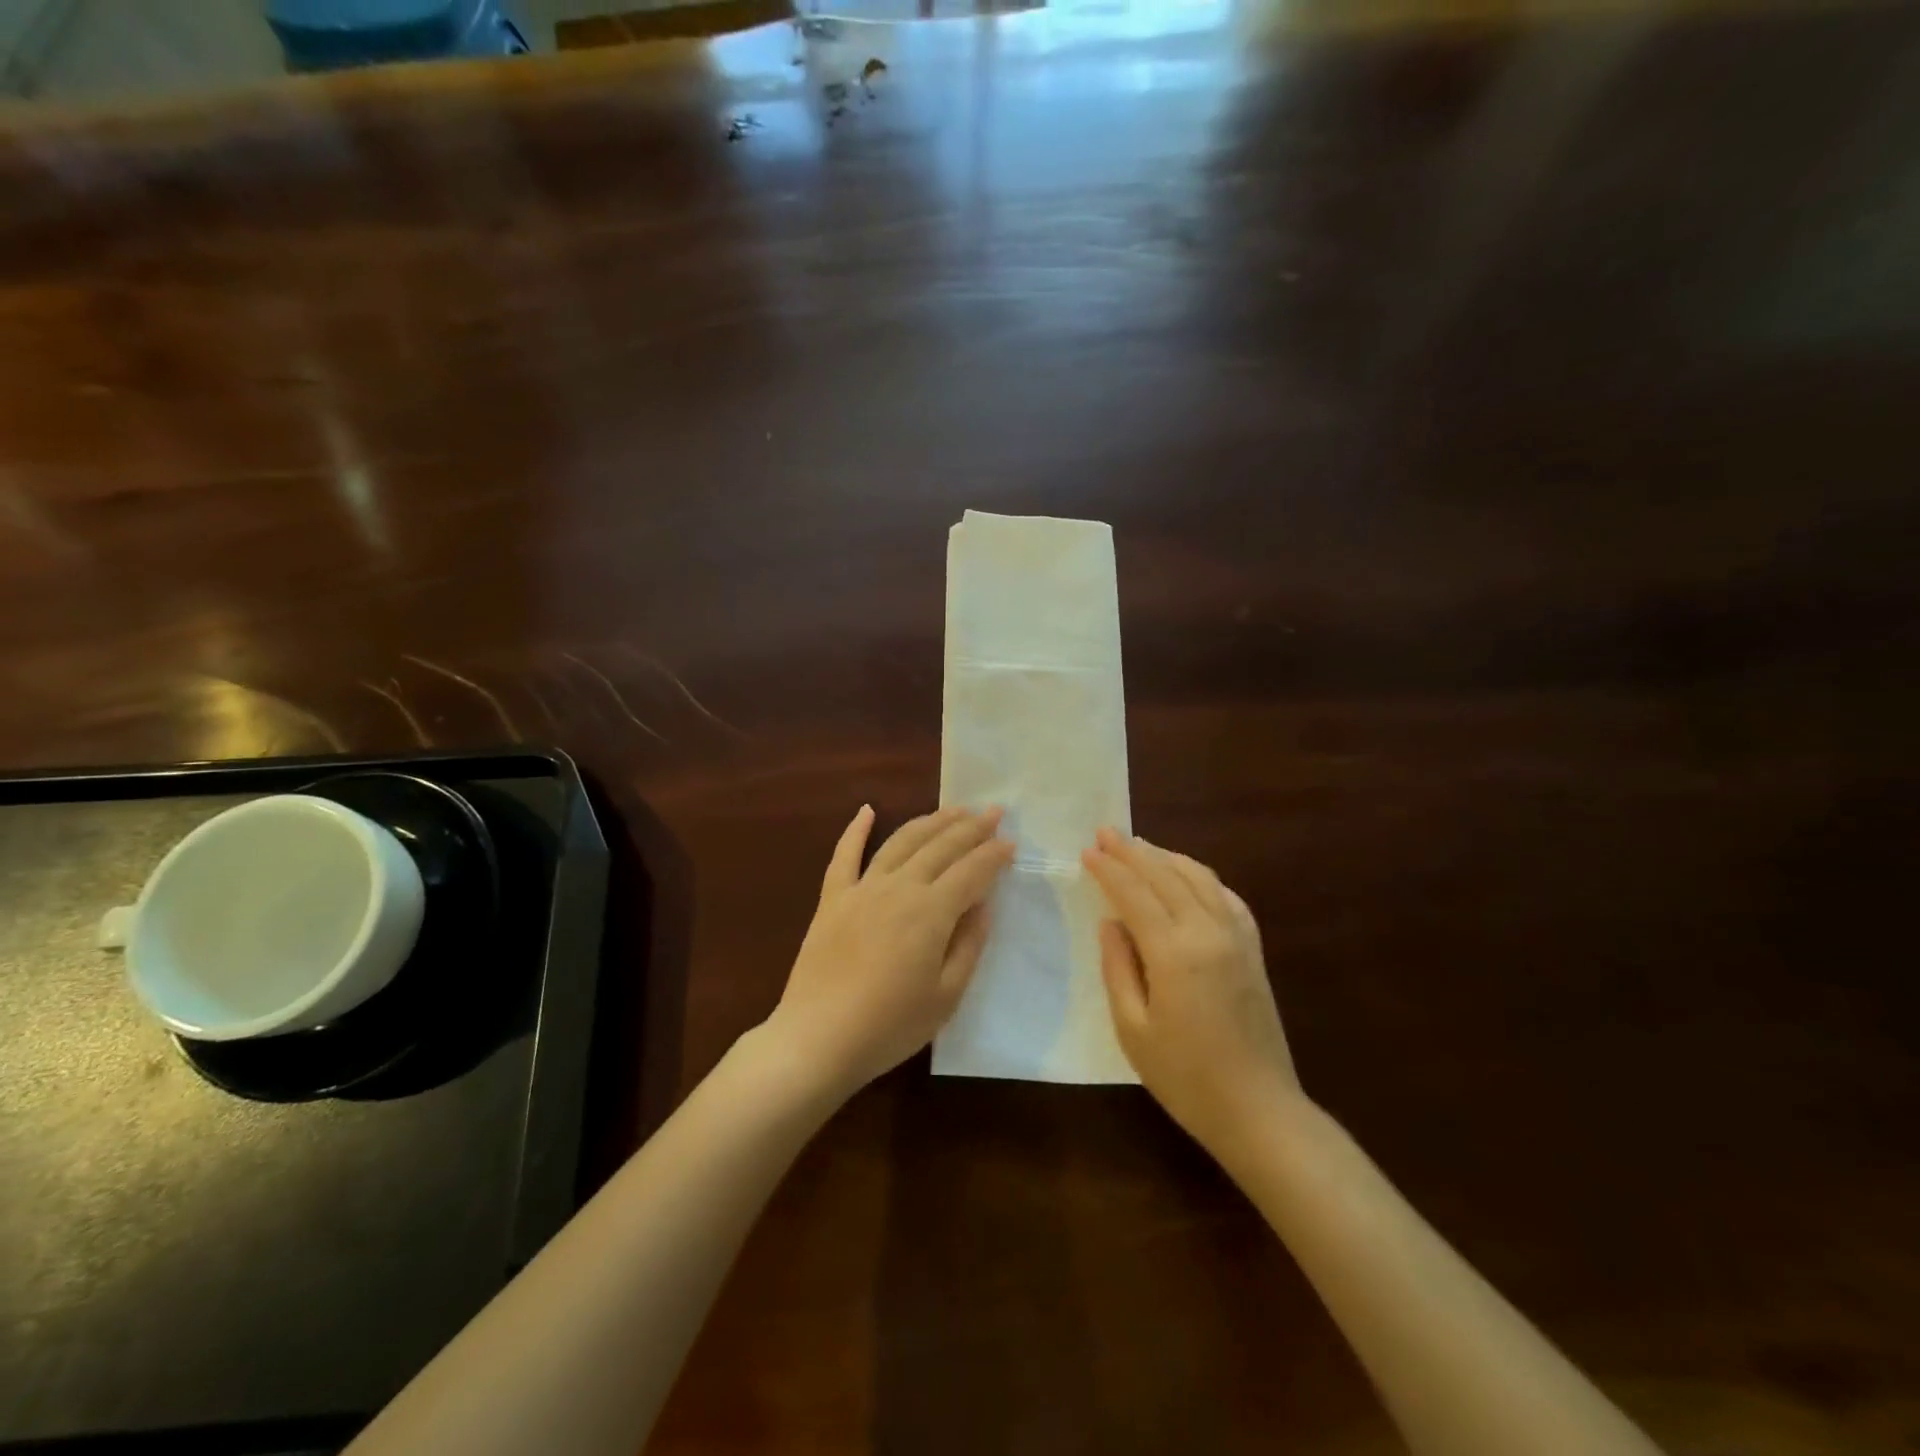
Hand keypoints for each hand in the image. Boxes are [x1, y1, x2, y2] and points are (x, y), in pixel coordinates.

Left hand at [768, 804, 1014, 1098]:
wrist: (817, 1039)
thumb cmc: (890, 1026)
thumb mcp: (946, 996)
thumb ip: (968, 945)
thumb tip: (983, 905)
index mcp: (931, 911)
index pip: (972, 871)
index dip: (994, 854)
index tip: (1011, 842)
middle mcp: (899, 887)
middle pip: (941, 846)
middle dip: (971, 826)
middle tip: (993, 811)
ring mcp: (862, 888)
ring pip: (901, 841)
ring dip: (930, 821)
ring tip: (952, 809)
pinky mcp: (832, 899)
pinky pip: (844, 855)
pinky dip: (855, 829)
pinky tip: (867, 810)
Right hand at [1082, 828, 1299, 1152]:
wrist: (1259, 1110)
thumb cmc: (1185, 1076)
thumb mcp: (1133, 1029)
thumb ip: (1118, 968)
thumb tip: (1110, 923)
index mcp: (1174, 952)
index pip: (1134, 894)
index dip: (1108, 869)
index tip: (1087, 850)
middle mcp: (1208, 932)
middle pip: (1166, 875)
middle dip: (1133, 851)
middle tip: (1106, 832)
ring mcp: (1237, 938)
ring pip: (1199, 877)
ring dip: (1166, 857)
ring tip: (1140, 847)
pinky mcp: (1253, 950)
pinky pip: (1226, 897)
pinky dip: (1202, 877)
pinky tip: (1188, 877)